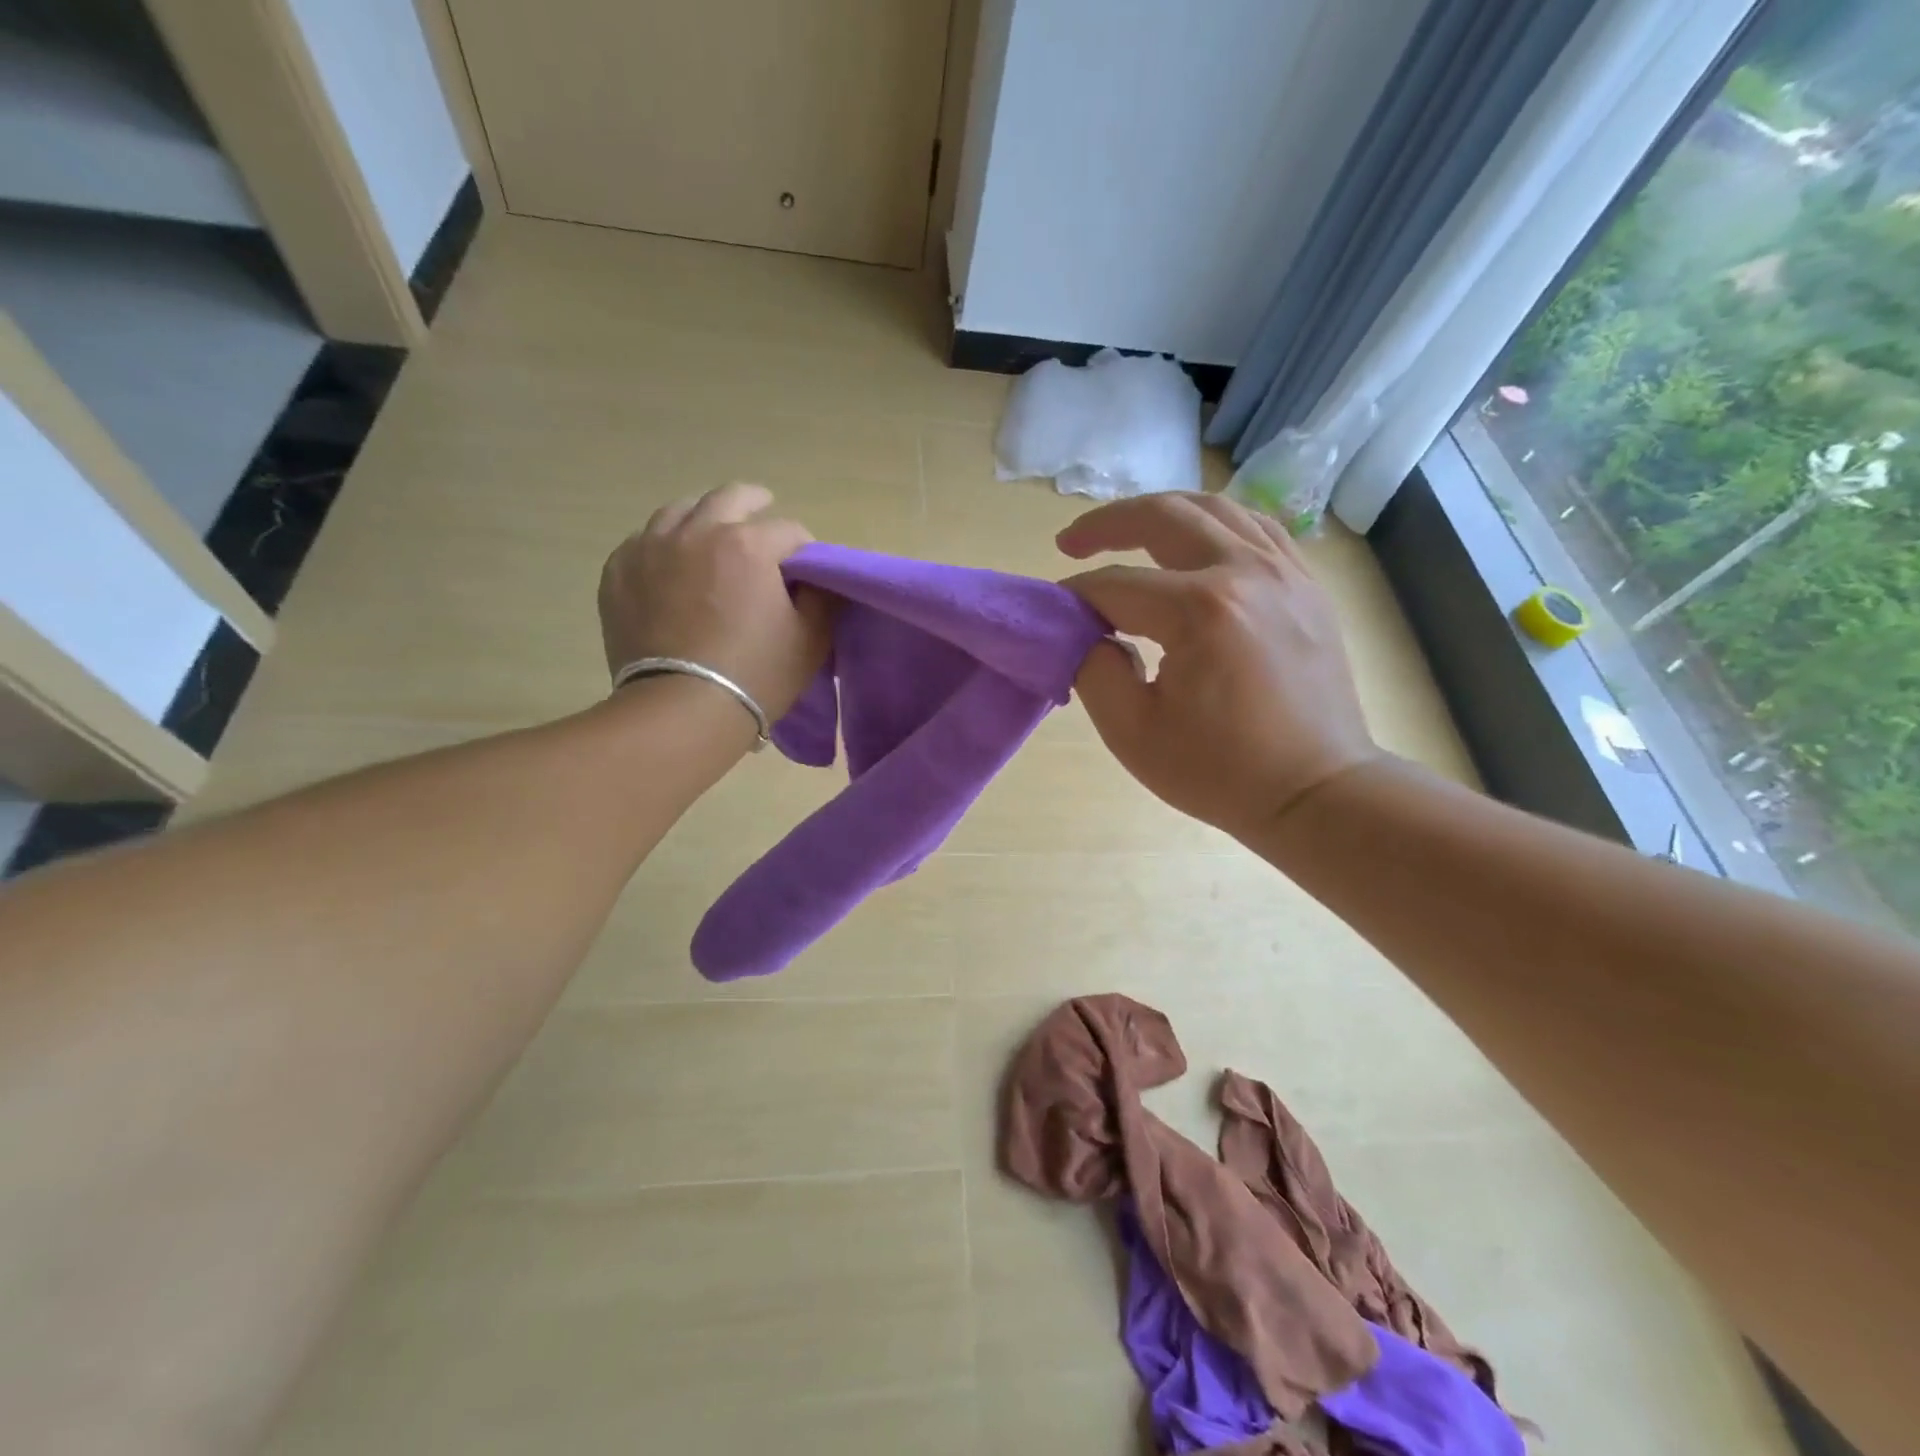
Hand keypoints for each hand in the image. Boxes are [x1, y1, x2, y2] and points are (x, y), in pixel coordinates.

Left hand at [599, 483, 830, 720]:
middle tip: (763, 511)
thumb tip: (818, 577)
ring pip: (679, 511)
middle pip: (730, 498)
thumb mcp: (811, 639)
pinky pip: (642, 541)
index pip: (788, 530)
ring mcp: (650, 549)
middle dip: (754, 503)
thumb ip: (822, 597)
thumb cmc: (756, 674)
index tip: (805, 568)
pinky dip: (662, 545)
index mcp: (748, 545)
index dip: (804, 548)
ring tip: (710, 532)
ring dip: (703, 516)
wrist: (681, 711)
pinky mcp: (618, 573)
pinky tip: (670, 564)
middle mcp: (696, 532)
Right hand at [1058, 493, 1379, 840]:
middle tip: (1071, 541)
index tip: (1053, 612)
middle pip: (1165, 517)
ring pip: (1215, 509)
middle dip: (1108, 524)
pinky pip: (1255, 529)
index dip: (1075, 596)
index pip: (1116, 585)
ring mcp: (1286, 573)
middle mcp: (1246, 572)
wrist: (1315, 791)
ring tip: (1126, 531)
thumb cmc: (1220, 771)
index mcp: (1200, 611)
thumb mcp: (1132, 732)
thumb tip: (1088, 631)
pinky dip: (1214, 525)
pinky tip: (1194, 544)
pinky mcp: (1306, 587)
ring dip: (1161, 513)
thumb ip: (1094, 670)